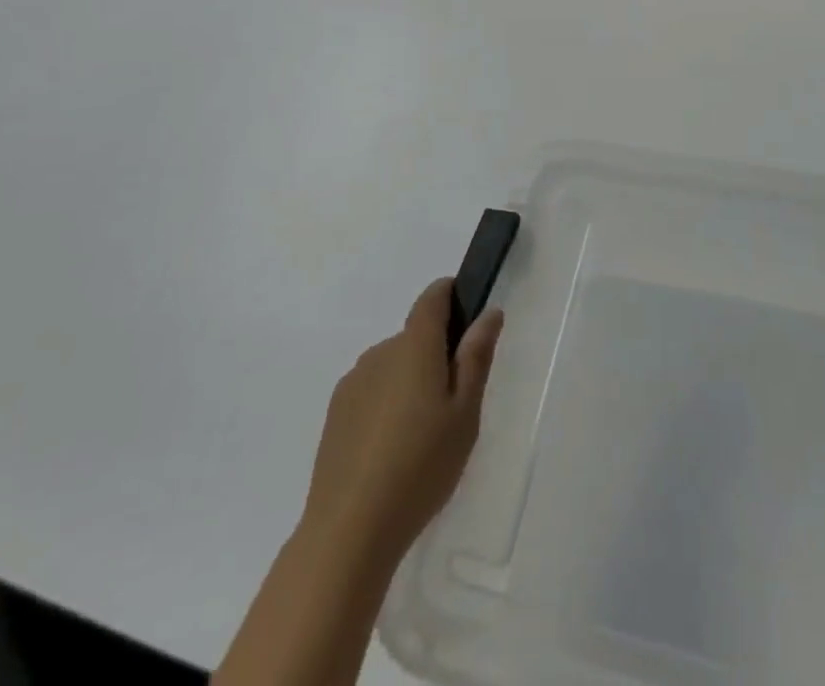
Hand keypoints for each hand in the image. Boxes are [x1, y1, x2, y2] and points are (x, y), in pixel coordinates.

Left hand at [300, 277, 503, 573]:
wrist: (348, 531)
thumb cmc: (420, 466)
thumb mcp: (465, 413)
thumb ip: (476, 358)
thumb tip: (489, 313)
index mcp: (414, 346)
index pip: (432, 297)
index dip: (451, 294)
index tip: (468, 314)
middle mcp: (380, 353)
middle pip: (414, 337)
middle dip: (436, 355)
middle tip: (455, 403)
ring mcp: (352, 384)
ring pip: (392, 367)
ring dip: (410, 382)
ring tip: (423, 436)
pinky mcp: (335, 415)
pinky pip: (371, 392)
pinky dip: (387, 406)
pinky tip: (392, 452)